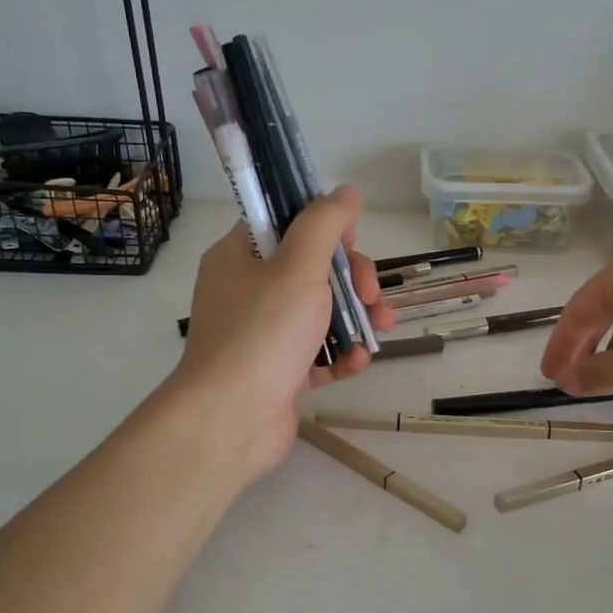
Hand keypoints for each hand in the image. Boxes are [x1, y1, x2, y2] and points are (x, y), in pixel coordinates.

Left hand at [167, 186, 395, 488]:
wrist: (230, 420)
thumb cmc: (262, 333)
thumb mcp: (298, 267)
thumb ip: (324, 224)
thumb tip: (346, 191)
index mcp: (241, 256)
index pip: (285, 223)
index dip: (324, 228)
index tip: (352, 243)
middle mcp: (248, 291)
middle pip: (311, 269)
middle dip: (352, 279)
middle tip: (372, 294)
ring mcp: (263, 334)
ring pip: (320, 312)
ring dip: (356, 318)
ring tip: (382, 330)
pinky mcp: (278, 371)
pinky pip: (316, 353)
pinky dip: (340, 355)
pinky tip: (358, 363)